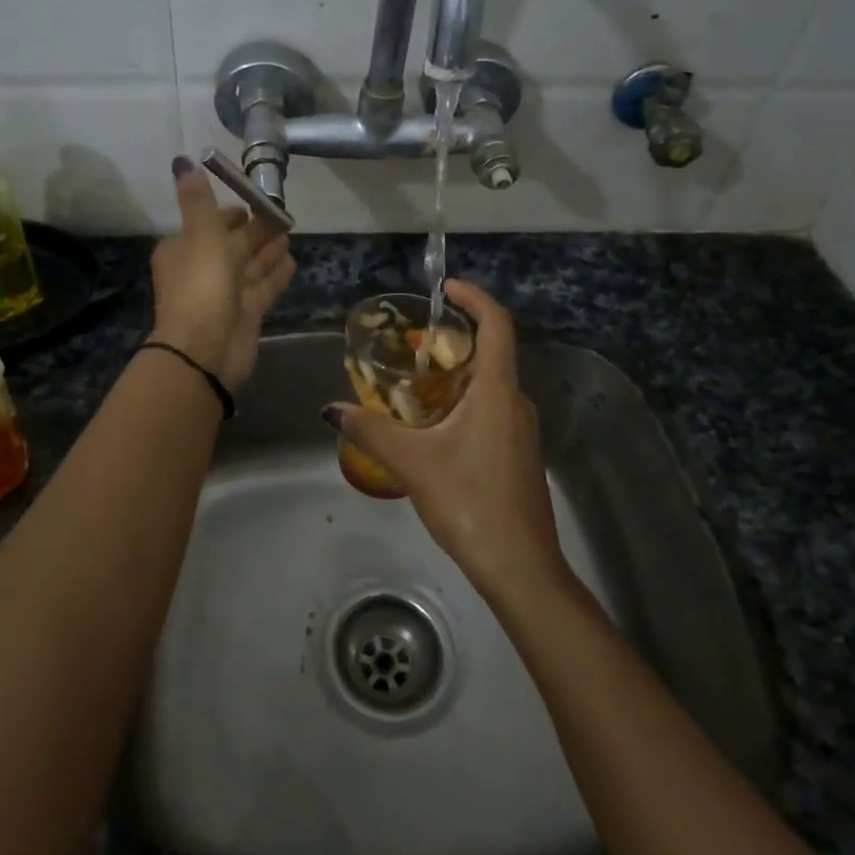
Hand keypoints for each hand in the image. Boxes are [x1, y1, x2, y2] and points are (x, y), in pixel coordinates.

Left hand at [149, 157, 294, 391]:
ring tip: (290, 232)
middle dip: (257, 230)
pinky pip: (263, 288)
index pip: (210, 224)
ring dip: (269, 250)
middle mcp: (202, 270)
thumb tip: (183, 161)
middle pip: (234, 244)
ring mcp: (225, 295)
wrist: (206, 349)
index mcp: (184, 249)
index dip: (231, 213)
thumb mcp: (200, 233)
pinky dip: (276, 274)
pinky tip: (292, 262)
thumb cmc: (201, 284)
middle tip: (283, 214)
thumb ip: (197, 199)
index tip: (254, 201)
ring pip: (250, 266)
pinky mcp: (245, 315)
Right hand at [325, 280, 567, 601]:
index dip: (475, 297)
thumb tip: (332, 409)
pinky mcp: (519, 454)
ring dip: (459, 373)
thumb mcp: (412, 463)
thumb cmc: (470, 502)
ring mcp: (522, 430)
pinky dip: (465, 400)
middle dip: (456, 338)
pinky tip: (435, 426)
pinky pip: (493, 409)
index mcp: (498, 391)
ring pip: (492, 384)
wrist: (521, 566)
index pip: (497, 324)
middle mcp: (517, 402)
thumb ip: (370, 430)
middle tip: (413, 341)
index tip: (446, 288)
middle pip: (492, 352)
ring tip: (416, 381)